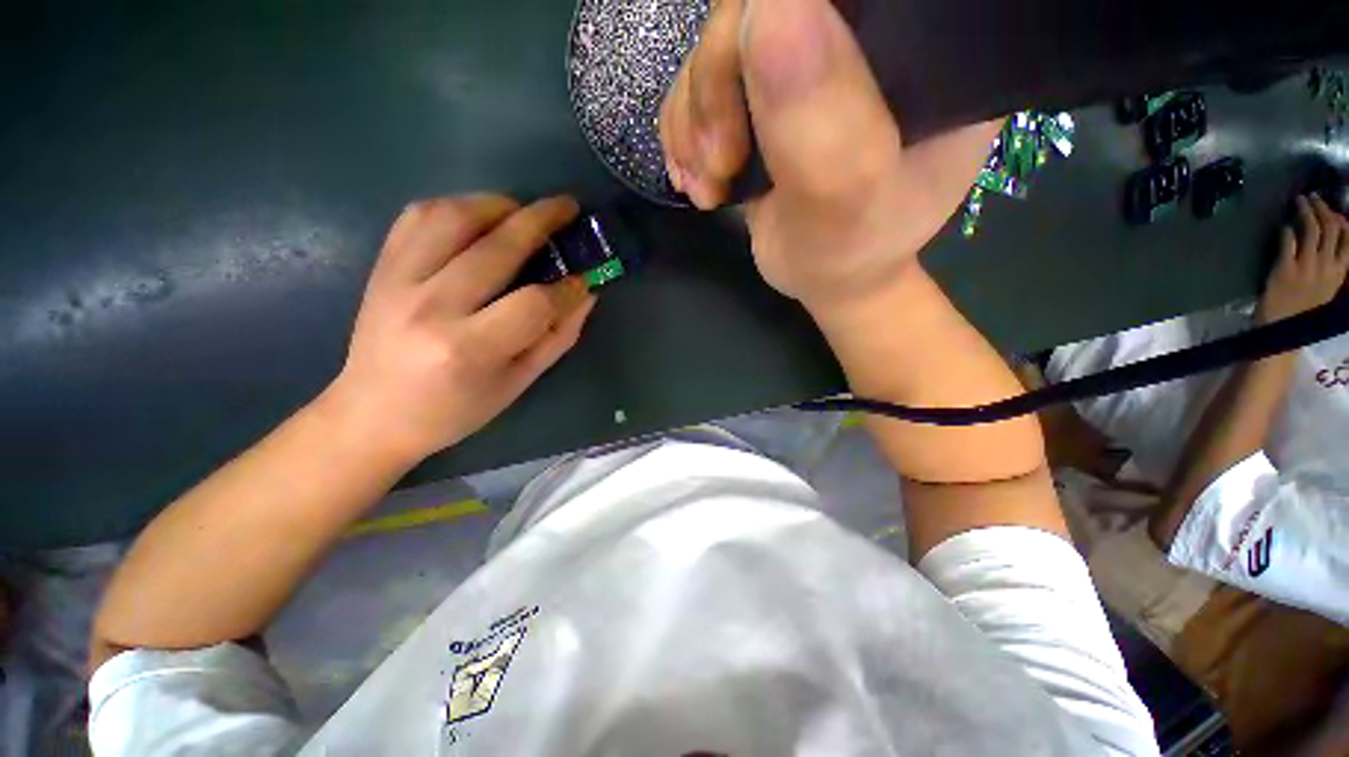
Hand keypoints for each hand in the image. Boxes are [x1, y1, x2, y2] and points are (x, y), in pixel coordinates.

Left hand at [325, 195, 595, 462]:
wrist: (371, 415)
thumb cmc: (454, 410)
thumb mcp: (517, 384)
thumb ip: (557, 337)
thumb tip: (586, 293)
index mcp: (469, 348)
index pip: (534, 303)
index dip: (568, 288)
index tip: (585, 279)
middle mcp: (431, 306)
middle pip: (497, 247)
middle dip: (542, 222)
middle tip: (569, 208)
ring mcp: (399, 281)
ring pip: (454, 216)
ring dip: (498, 204)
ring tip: (523, 211)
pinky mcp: (381, 267)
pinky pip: (417, 216)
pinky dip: (455, 206)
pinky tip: (478, 217)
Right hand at [659, 0, 997, 318]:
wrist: (825, 275)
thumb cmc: (850, 251)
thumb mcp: (847, 205)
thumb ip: (822, 125)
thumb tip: (767, 10)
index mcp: (919, 41)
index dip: (773, 20)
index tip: (748, 105)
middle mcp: (863, 33)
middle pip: (758, 5)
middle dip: (716, 86)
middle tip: (720, 164)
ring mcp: (805, 54)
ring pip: (717, 42)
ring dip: (695, 121)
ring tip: (709, 184)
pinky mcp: (761, 86)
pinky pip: (697, 79)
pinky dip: (685, 131)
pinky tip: (698, 177)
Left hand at [1257, 194, 1348, 323]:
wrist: (1283, 330)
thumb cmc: (1304, 308)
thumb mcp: (1327, 286)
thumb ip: (1332, 264)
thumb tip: (1333, 236)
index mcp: (1339, 272)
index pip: (1348, 238)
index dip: (1341, 219)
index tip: (1334, 209)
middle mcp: (1326, 266)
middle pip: (1330, 228)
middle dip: (1322, 208)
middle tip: (1312, 197)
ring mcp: (1306, 267)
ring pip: (1311, 230)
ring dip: (1305, 211)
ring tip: (1299, 201)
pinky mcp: (1285, 269)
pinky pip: (1288, 242)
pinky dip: (1287, 229)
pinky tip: (1284, 225)